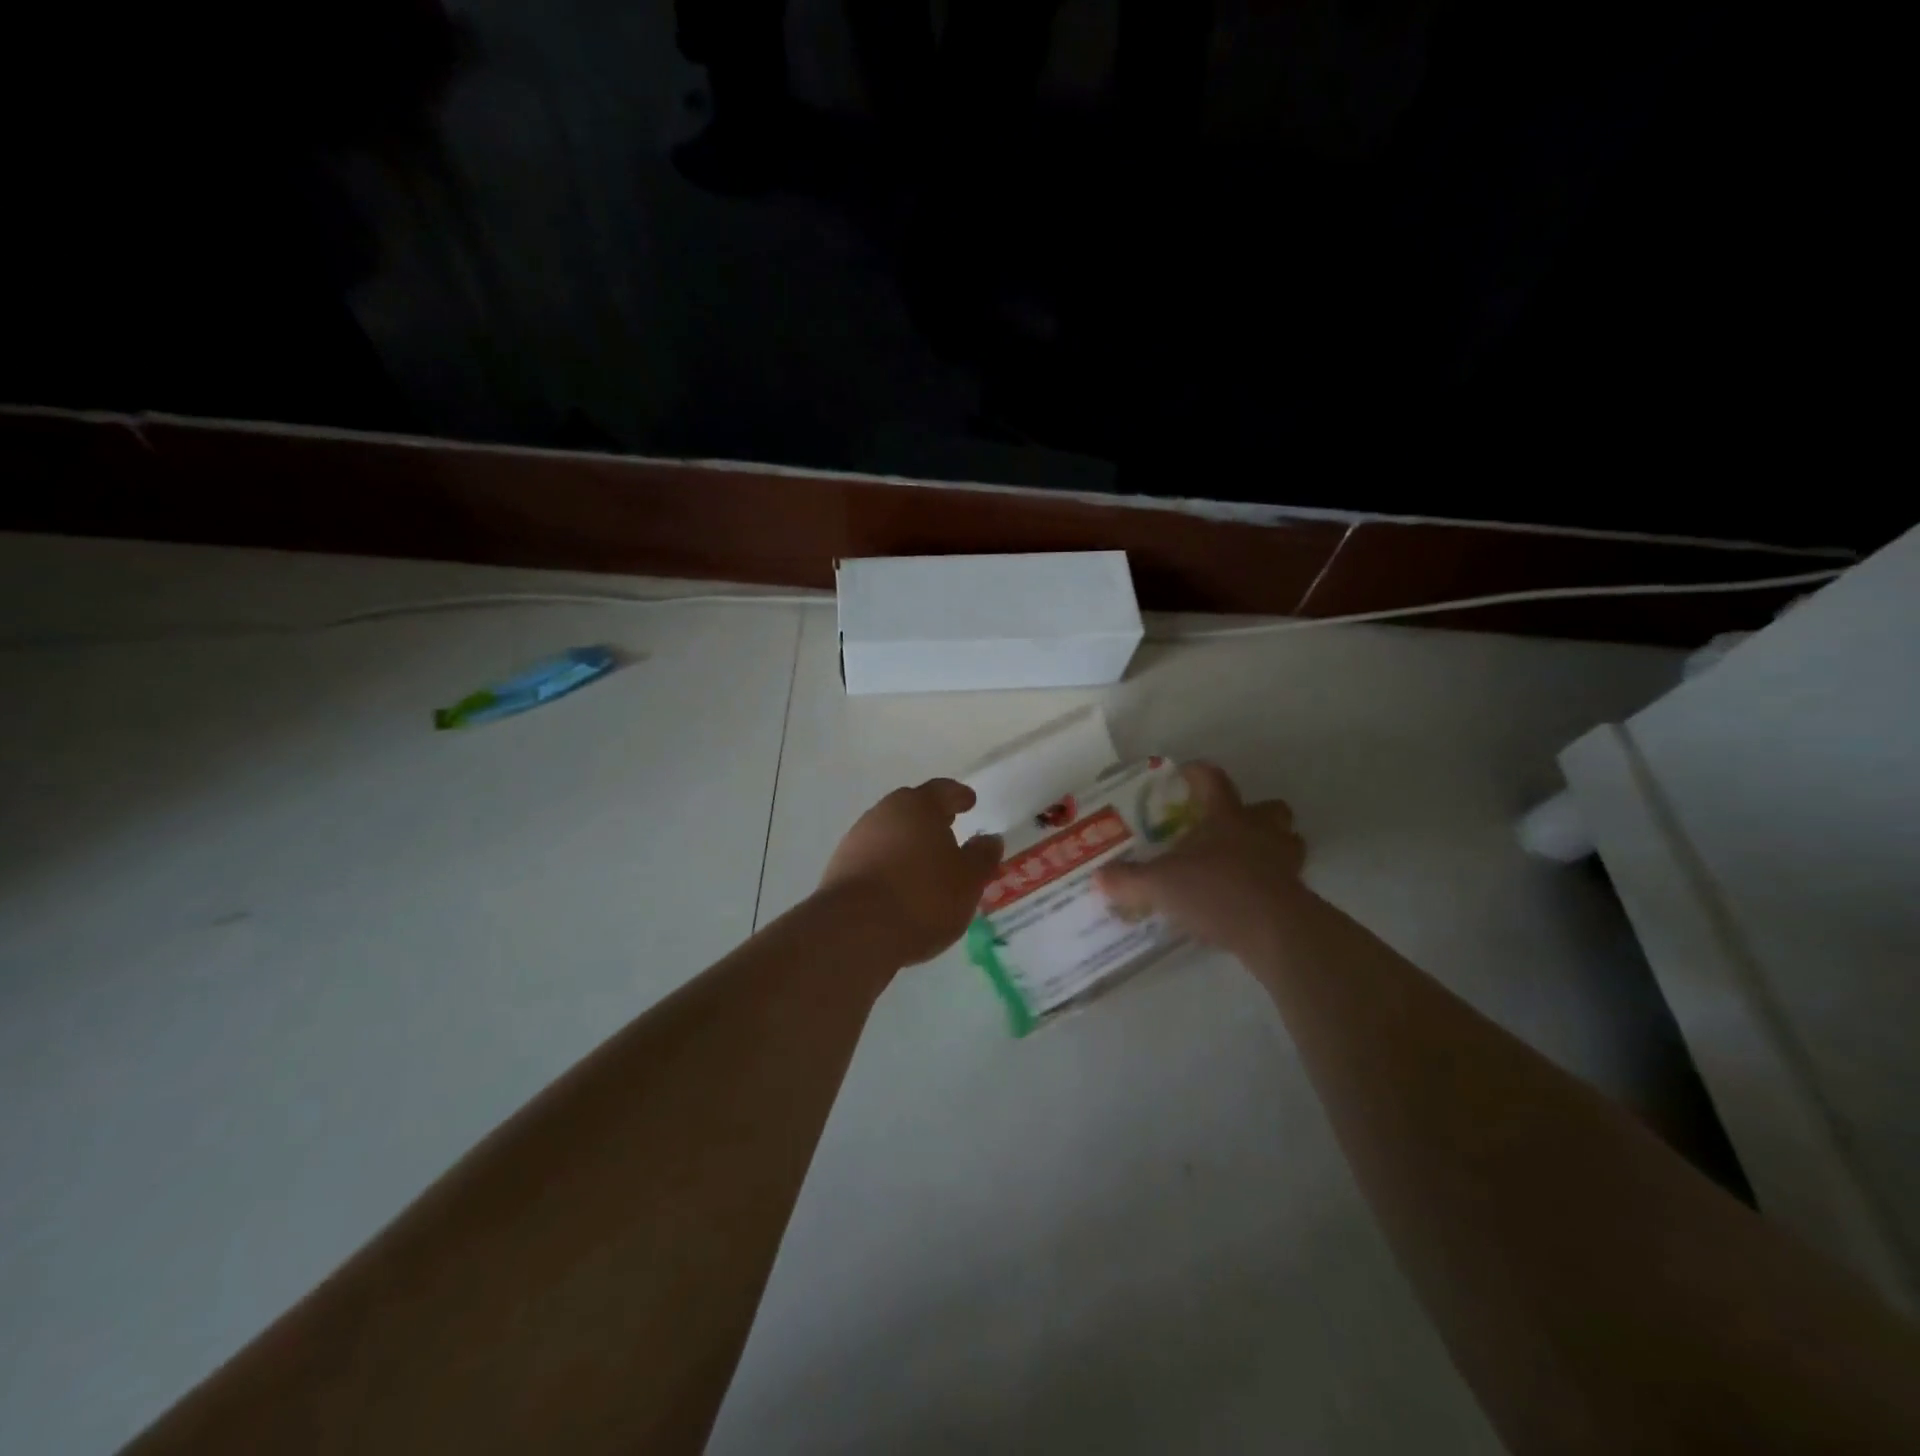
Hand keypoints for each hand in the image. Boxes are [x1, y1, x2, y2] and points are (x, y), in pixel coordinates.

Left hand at [819, 780, 1003, 966]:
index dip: (958, 795)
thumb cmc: (923, 897)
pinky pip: (873, 857)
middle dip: (930, 817)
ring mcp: (857, 839)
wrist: (854, 932)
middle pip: (911, 808)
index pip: (942, 790)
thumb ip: (981, 857)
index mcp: (918, 806)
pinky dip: (889, 864)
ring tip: (925, 863)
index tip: (969, 801)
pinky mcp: (840, 867)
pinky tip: (899, 886)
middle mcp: (884, 813)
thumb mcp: (968, 880)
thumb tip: (989, 839)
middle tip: (948, 828)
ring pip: (889, 832)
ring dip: (907, 843)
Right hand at [1095, 762, 1307, 957]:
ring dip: (1272, 846)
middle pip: (1269, 808)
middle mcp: (1260, 831)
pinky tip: (1252, 898)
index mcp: (1226, 817)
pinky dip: (1274, 883)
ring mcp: (1285, 861)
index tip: (1183, 774)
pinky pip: (1288, 878)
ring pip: (1288, 841)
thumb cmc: (1216, 891)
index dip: (1197, 773)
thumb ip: (1128, 880)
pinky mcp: (1298, 893)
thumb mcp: (1160, 885)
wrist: (1274, 930)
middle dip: (1253, 813)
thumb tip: (1099, 876)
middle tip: (1228, 827)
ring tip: (1246, 862)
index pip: (1213, 780)